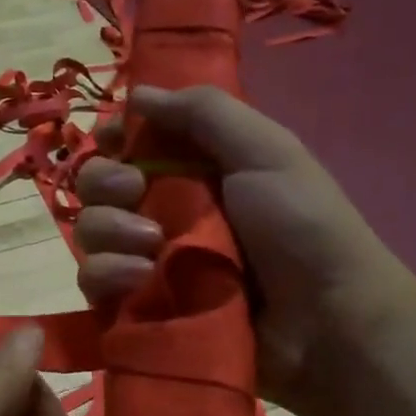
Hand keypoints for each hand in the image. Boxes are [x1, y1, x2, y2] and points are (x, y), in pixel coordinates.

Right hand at [75, 85, 415, 415]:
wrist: (325, 322)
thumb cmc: (302, 227)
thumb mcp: (266, 152)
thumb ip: (205, 113)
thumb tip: (139, 92)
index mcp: (194, 169)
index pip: (130, 144)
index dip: (113, 138)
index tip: (113, 140)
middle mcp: (164, 211)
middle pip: (97, 186)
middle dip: (105, 182)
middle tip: (135, 192)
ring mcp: (149, 262)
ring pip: (90, 233)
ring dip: (108, 231)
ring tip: (151, 247)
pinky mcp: (140, 306)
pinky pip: (95, 283)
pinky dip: (107, 275)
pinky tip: (139, 279)